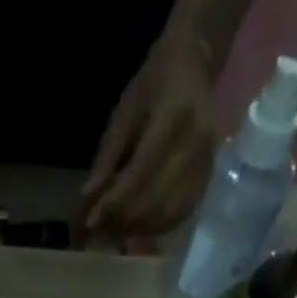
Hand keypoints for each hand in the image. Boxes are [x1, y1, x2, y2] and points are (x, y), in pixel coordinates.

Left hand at [82, 34, 218, 237]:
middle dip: (123, 220)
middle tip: (100, 229)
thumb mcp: (123, 113)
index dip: (114, 202)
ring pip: (167, 214)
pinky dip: (155, 228)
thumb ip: (107, 158)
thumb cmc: (153, 86)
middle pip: (154, 200)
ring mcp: (206, 165)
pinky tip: (138, 226)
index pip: (140, 172)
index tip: (90, 222)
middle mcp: (196, 144)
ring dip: (138, 229)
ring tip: (116, 229)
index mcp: (175, 117)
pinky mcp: (208, 181)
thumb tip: (89, 200)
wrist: (194, 67)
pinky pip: (179, 216)